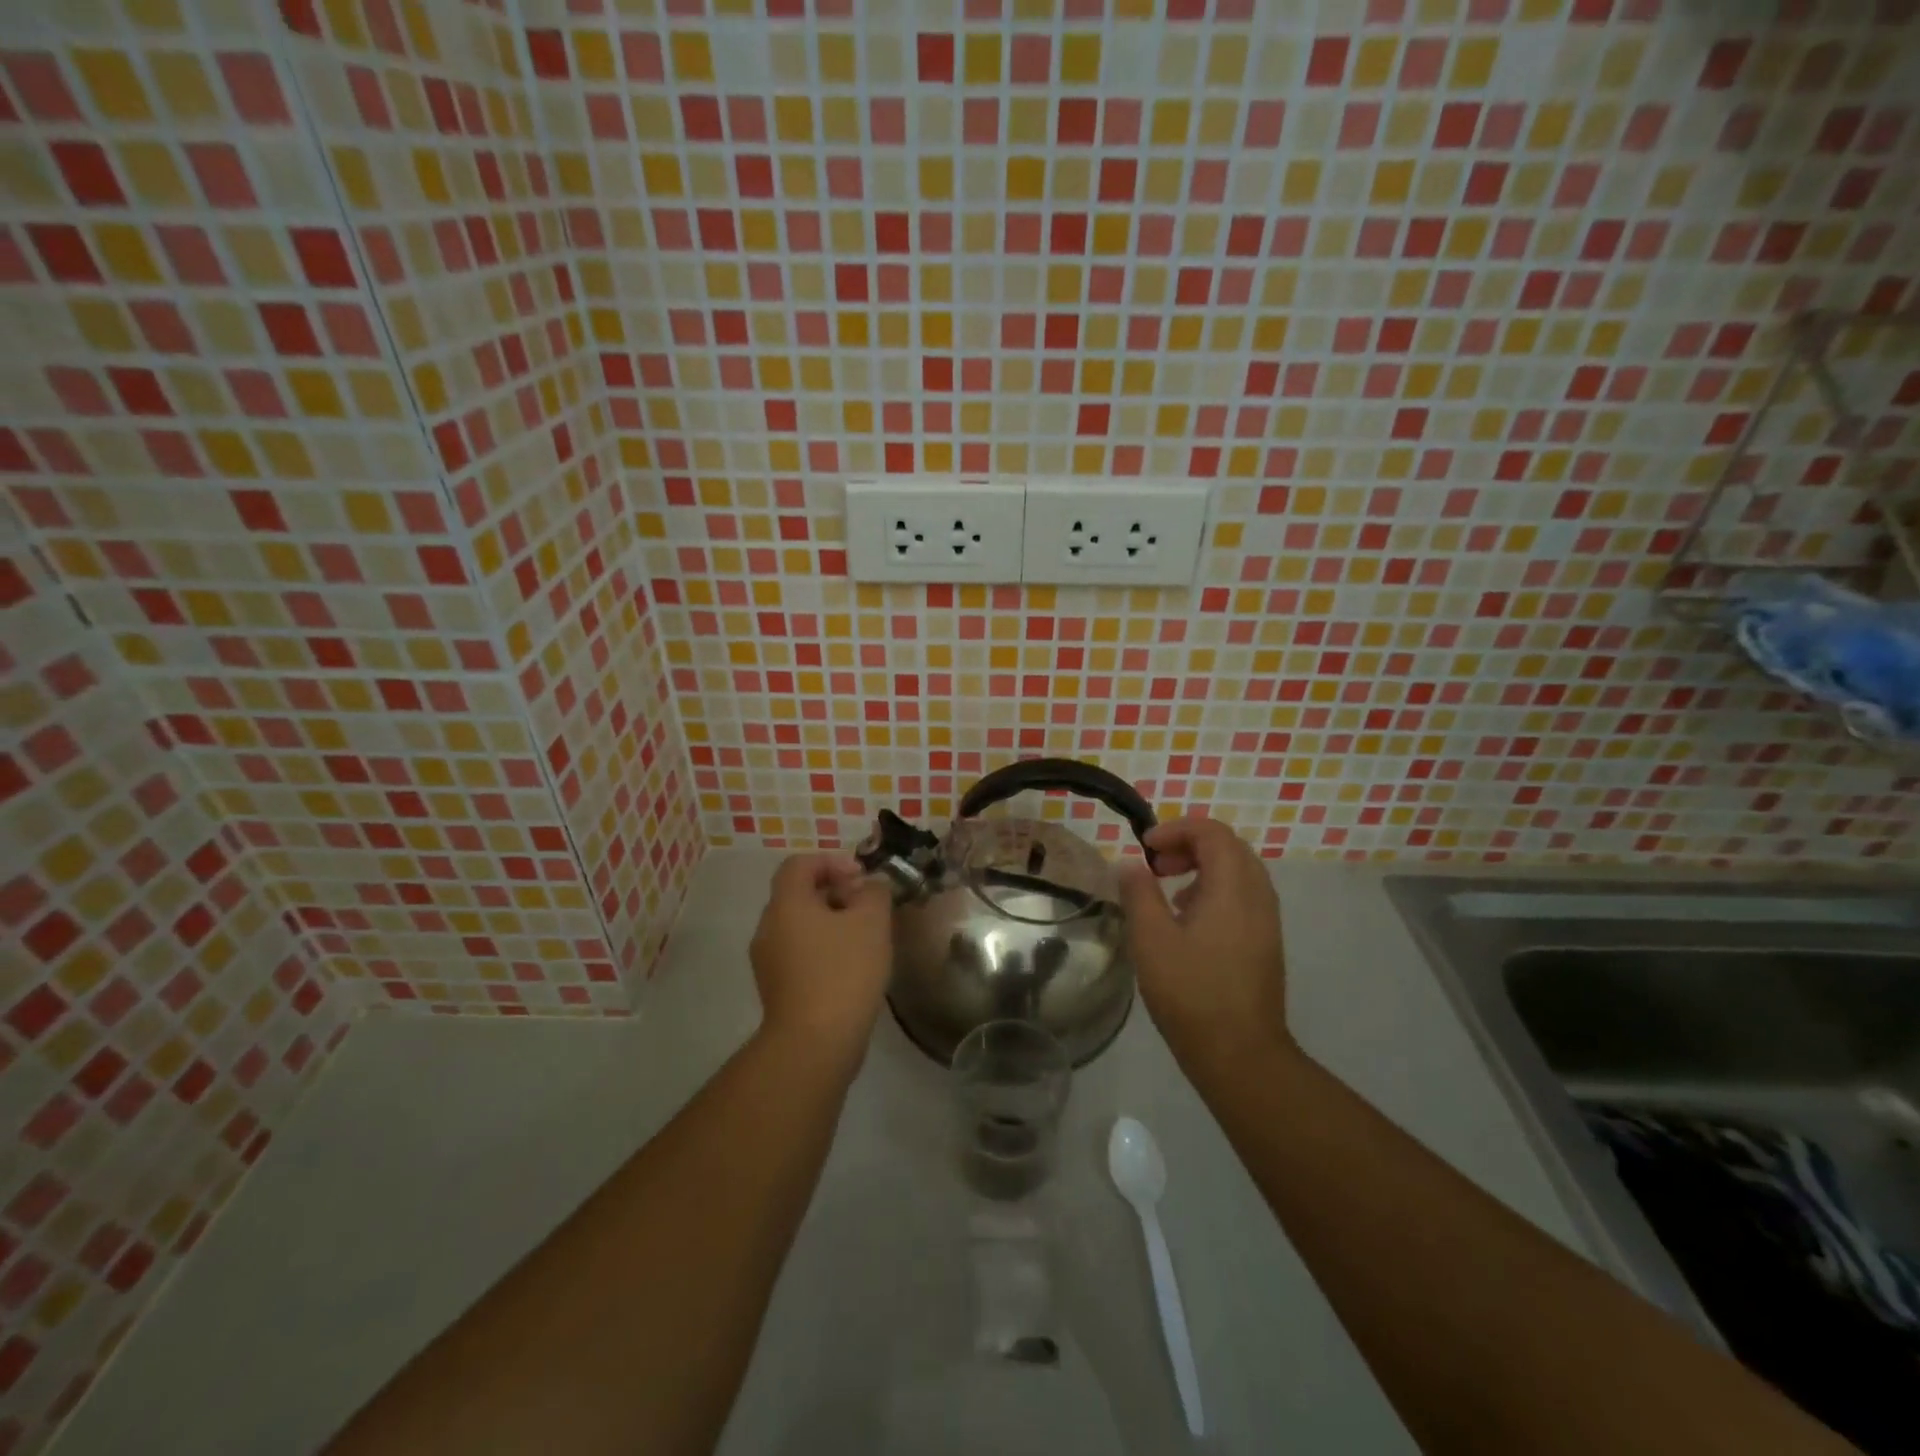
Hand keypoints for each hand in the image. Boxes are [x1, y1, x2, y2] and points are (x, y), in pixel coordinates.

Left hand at [750, 853, 893, 1067]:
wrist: (814, 1044)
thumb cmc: (843, 971)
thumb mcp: (871, 921)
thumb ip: (874, 892)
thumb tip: (869, 887)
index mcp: (786, 903)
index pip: (800, 864)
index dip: (832, 861)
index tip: (861, 878)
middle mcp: (768, 927)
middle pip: (799, 894)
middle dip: (835, 892)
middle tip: (867, 907)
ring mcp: (768, 961)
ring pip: (799, 925)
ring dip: (831, 922)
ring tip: (864, 938)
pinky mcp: (776, 988)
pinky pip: (799, 953)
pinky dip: (822, 948)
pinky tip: (850, 967)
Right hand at [1118, 817, 1294, 1070]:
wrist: (1241, 1054)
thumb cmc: (1191, 993)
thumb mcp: (1151, 939)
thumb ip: (1139, 893)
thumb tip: (1130, 864)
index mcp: (1233, 888)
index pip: (1213, 833)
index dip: (1176, 829)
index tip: (1145, 847)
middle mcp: (1258, 896)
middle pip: (1228, 847)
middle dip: (1189, 845)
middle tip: (1155, 865)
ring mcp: (1266, 921)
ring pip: (1238, 872)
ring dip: (1201, 867)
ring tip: (1167, 889)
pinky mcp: (1265, 942)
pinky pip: (1242, 896)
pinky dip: (1214, 890)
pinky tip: (1187, 920)